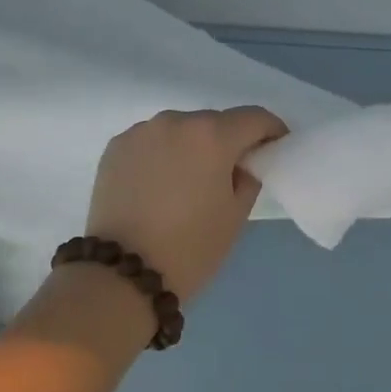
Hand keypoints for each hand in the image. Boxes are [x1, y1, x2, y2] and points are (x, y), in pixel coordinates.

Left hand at [84, 107, 289, 304]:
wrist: (123, 273)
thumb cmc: (190, 247)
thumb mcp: (235, 215)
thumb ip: (248, 176)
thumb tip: (240, 162)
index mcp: (211, 135)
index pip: (254, 118)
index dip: (271, 131)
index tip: (274, 148)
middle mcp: (175, 120)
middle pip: (214, 121)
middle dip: (227, 141)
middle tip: (229, 173)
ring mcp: (141, 131)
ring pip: (179, 129)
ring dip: (191, 146)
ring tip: (188, 180)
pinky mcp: (115, 146)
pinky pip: (151, 142)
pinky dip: (161, 154)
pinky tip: (158, 185)